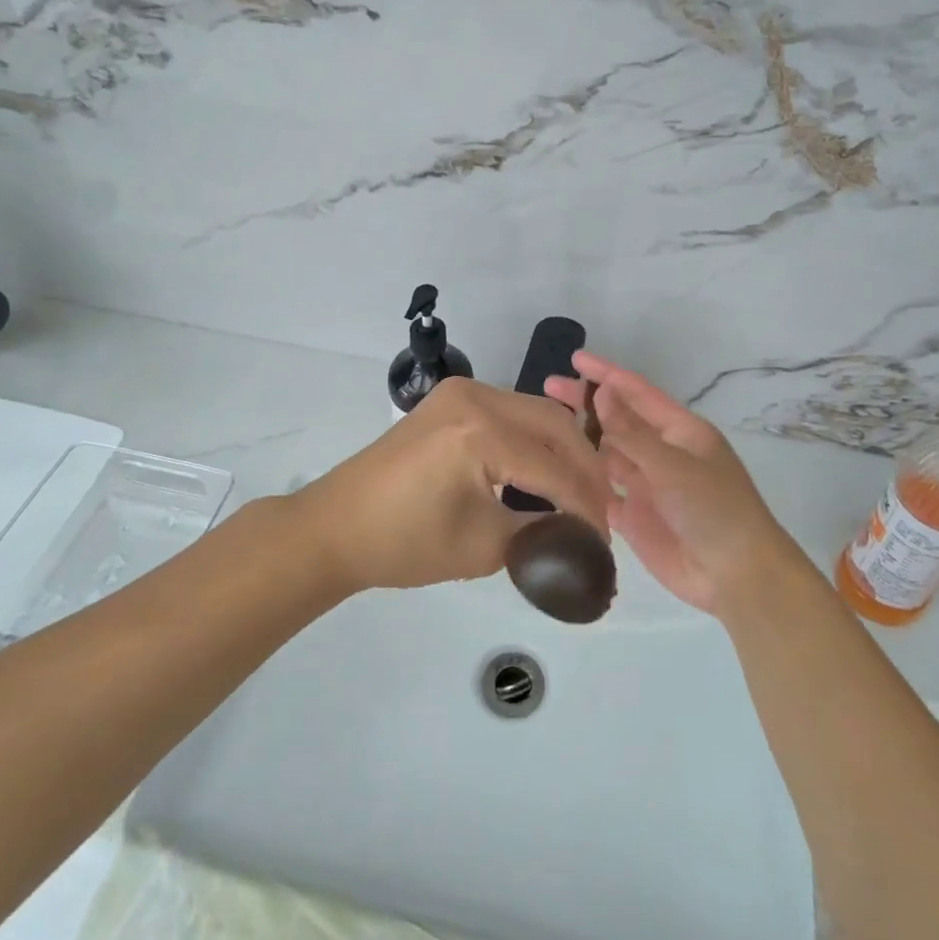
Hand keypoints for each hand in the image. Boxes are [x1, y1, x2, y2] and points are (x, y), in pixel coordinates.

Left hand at [292, 377, 611, 593]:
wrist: (335, 526)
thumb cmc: (403, 543)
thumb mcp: (482, 546)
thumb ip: (541, 533)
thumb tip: (581, 536)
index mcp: (480, 433)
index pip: (554, 468)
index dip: (586, 506)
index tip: (603, 540)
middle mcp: (476, 398)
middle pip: (555, 425)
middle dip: (584, 468)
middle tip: (600, 510)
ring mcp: (461, 393)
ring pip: (536, 413)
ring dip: (562, 450)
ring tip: (578, 492)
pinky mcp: (451, 400)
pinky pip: (510, 412)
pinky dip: (534, 439)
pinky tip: (543, 470)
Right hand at [545, 353, 791, 614]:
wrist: (735, 576)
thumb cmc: (714, 509)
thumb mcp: (674, 465)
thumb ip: (632, 433)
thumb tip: (601, 393)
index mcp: (680, 431)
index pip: (637, 393)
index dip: (607, 374)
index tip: (575, 358)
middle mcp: (661, 453)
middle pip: (618, 421)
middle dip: (586, 404)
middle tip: (548, 388)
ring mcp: (646, 485)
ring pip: (606, 455)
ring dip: (581, 442)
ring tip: (544, 429)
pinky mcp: (634, 517)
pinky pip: (602, 493)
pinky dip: (583, 483)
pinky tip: (556, 474)